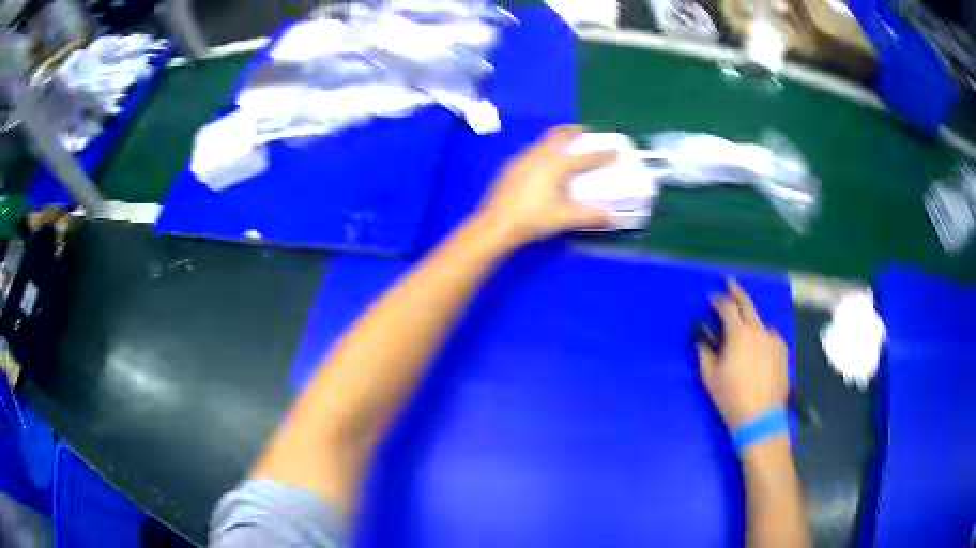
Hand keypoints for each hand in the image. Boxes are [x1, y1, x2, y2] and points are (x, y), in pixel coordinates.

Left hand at [475, 125, 615, 247]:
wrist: (496, 225)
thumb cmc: (532, 219)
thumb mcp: (564, 218)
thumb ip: (590, 216)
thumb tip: (613, 218)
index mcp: (555, 165)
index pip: (584, 157)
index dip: (602, 154)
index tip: (615, 149)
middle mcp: (538, 156)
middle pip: (558, 137)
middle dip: (572, 132)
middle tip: (584, 131)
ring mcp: (521, 160)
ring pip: (543, 142)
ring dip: (556, 139)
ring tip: (564, 144)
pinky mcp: (511, 168)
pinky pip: (531, 151)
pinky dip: (543, 150)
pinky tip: (542, 163)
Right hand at [698, 280, 789, 429]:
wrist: (760, 417)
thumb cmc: (731, 397)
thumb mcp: (710, 377)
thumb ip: (705, 353)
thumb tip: (703, 340)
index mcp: (739, 334)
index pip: (727, 307)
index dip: (718, 299)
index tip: (711, 296)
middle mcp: (758, 330)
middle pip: (747, 303)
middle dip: (737, 291)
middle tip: (730, 283)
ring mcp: (773, 339)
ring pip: (760, 321)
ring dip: (750, 319)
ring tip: (744, 327)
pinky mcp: (782, 350)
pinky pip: (770, 335)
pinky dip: (762, 335)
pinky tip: (758, 347)